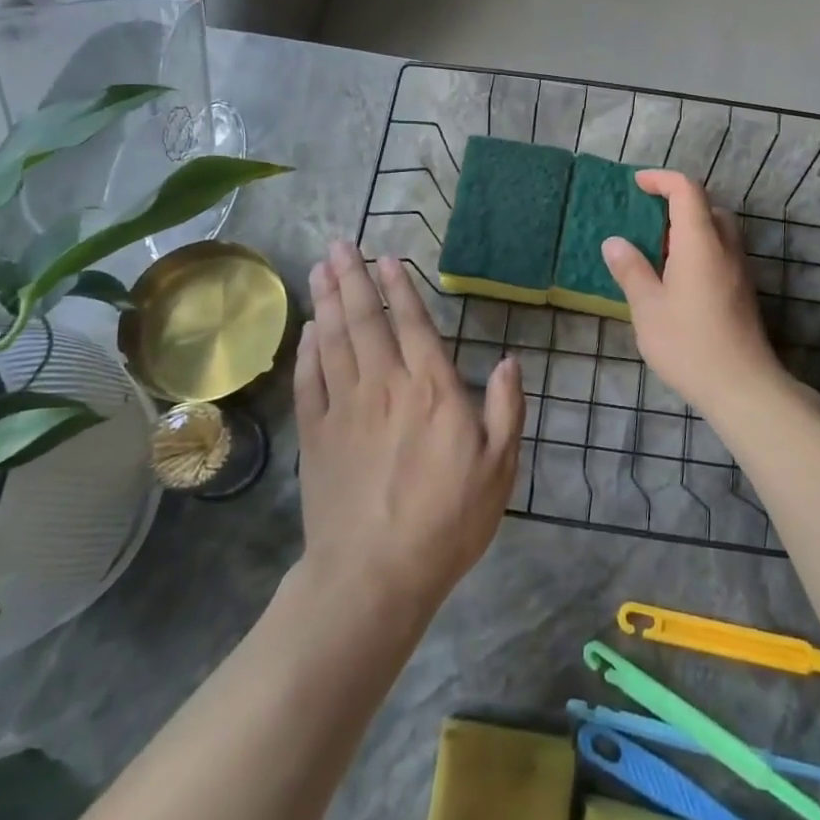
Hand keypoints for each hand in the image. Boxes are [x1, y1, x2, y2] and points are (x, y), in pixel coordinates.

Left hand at [295, 240, 524, 616]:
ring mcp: (345, 408)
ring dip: (327, 301)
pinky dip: (308, 349)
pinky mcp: (316, 434)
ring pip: (333, 341)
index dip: (400, 288)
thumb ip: (506, 410)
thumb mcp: (499, 468)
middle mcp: (385, 385)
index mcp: (432, 389)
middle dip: (353, 279)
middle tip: (338, 245)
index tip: (386, 259)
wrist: (375, 574)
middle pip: (365, 320)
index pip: (414, 324)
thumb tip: (511, 361)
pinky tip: (308, 330)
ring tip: (320, 269)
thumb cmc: (447, 520)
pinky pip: (309, 379)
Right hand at [601, 171, 783, 415]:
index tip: (637, 184)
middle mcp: (725, 247)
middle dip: (676, 205)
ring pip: (716, 231)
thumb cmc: (688, 343)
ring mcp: (739, 270)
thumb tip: (614, 242)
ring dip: (688, 229)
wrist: (742, 386)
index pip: (686, 190)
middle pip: (706, 207)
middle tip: (645, 222)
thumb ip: (631, 270)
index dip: (661, 179)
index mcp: (700, 242)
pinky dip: (698, 250)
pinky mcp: (743, 291)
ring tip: (657, 253)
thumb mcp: (648, 307)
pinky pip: (720, 253)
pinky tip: (676, 280)